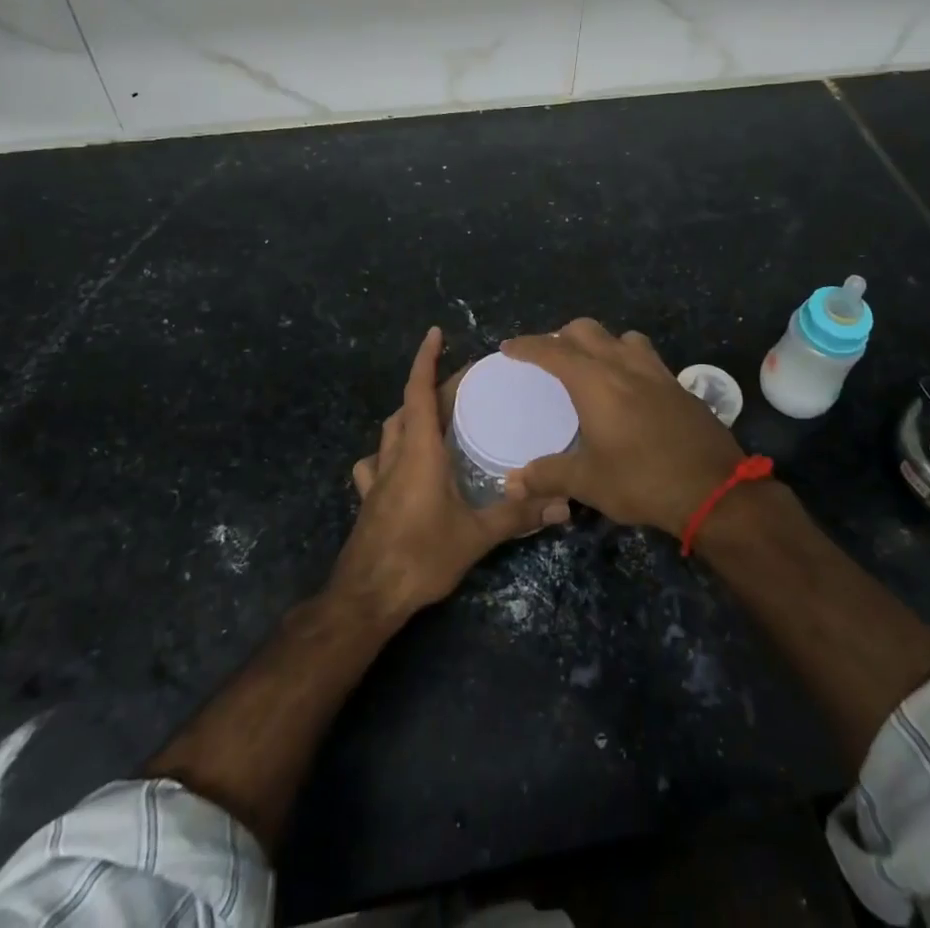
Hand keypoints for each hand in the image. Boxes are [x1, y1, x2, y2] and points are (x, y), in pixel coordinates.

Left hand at [332, 327, 569, 622]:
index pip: (419, 391)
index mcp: (419, 451)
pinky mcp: (369, 499)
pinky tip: (400, 464)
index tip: (435, 333)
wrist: (366, 597)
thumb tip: (563, 504)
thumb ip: (517, 516)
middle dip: (431, 388)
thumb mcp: (475, 536)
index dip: (426, 359)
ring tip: (436, 417)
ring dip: (410, 415)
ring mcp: (377, 477)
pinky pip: (376, 463)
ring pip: (390, 431)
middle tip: (463, 385)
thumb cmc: (419, 556)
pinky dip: (389, 452)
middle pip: (409, 407)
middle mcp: (395, 455)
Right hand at [501, 319, 743, 535]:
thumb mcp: (588, 483)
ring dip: (600, 343)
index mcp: (595, 381)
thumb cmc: (642, 480)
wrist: (714, 489)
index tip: (509, 347)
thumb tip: (511, 483)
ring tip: (591, 366)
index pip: (552, 350)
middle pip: (586, 330)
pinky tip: (629, 389)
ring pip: (621, 337)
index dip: (527, 346)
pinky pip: (645, 357)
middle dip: (562, 337)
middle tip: (548, 358)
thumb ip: (548, 476)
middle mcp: (623, 365)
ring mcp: (656, 372)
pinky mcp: (678, 386)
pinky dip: (627, 360)